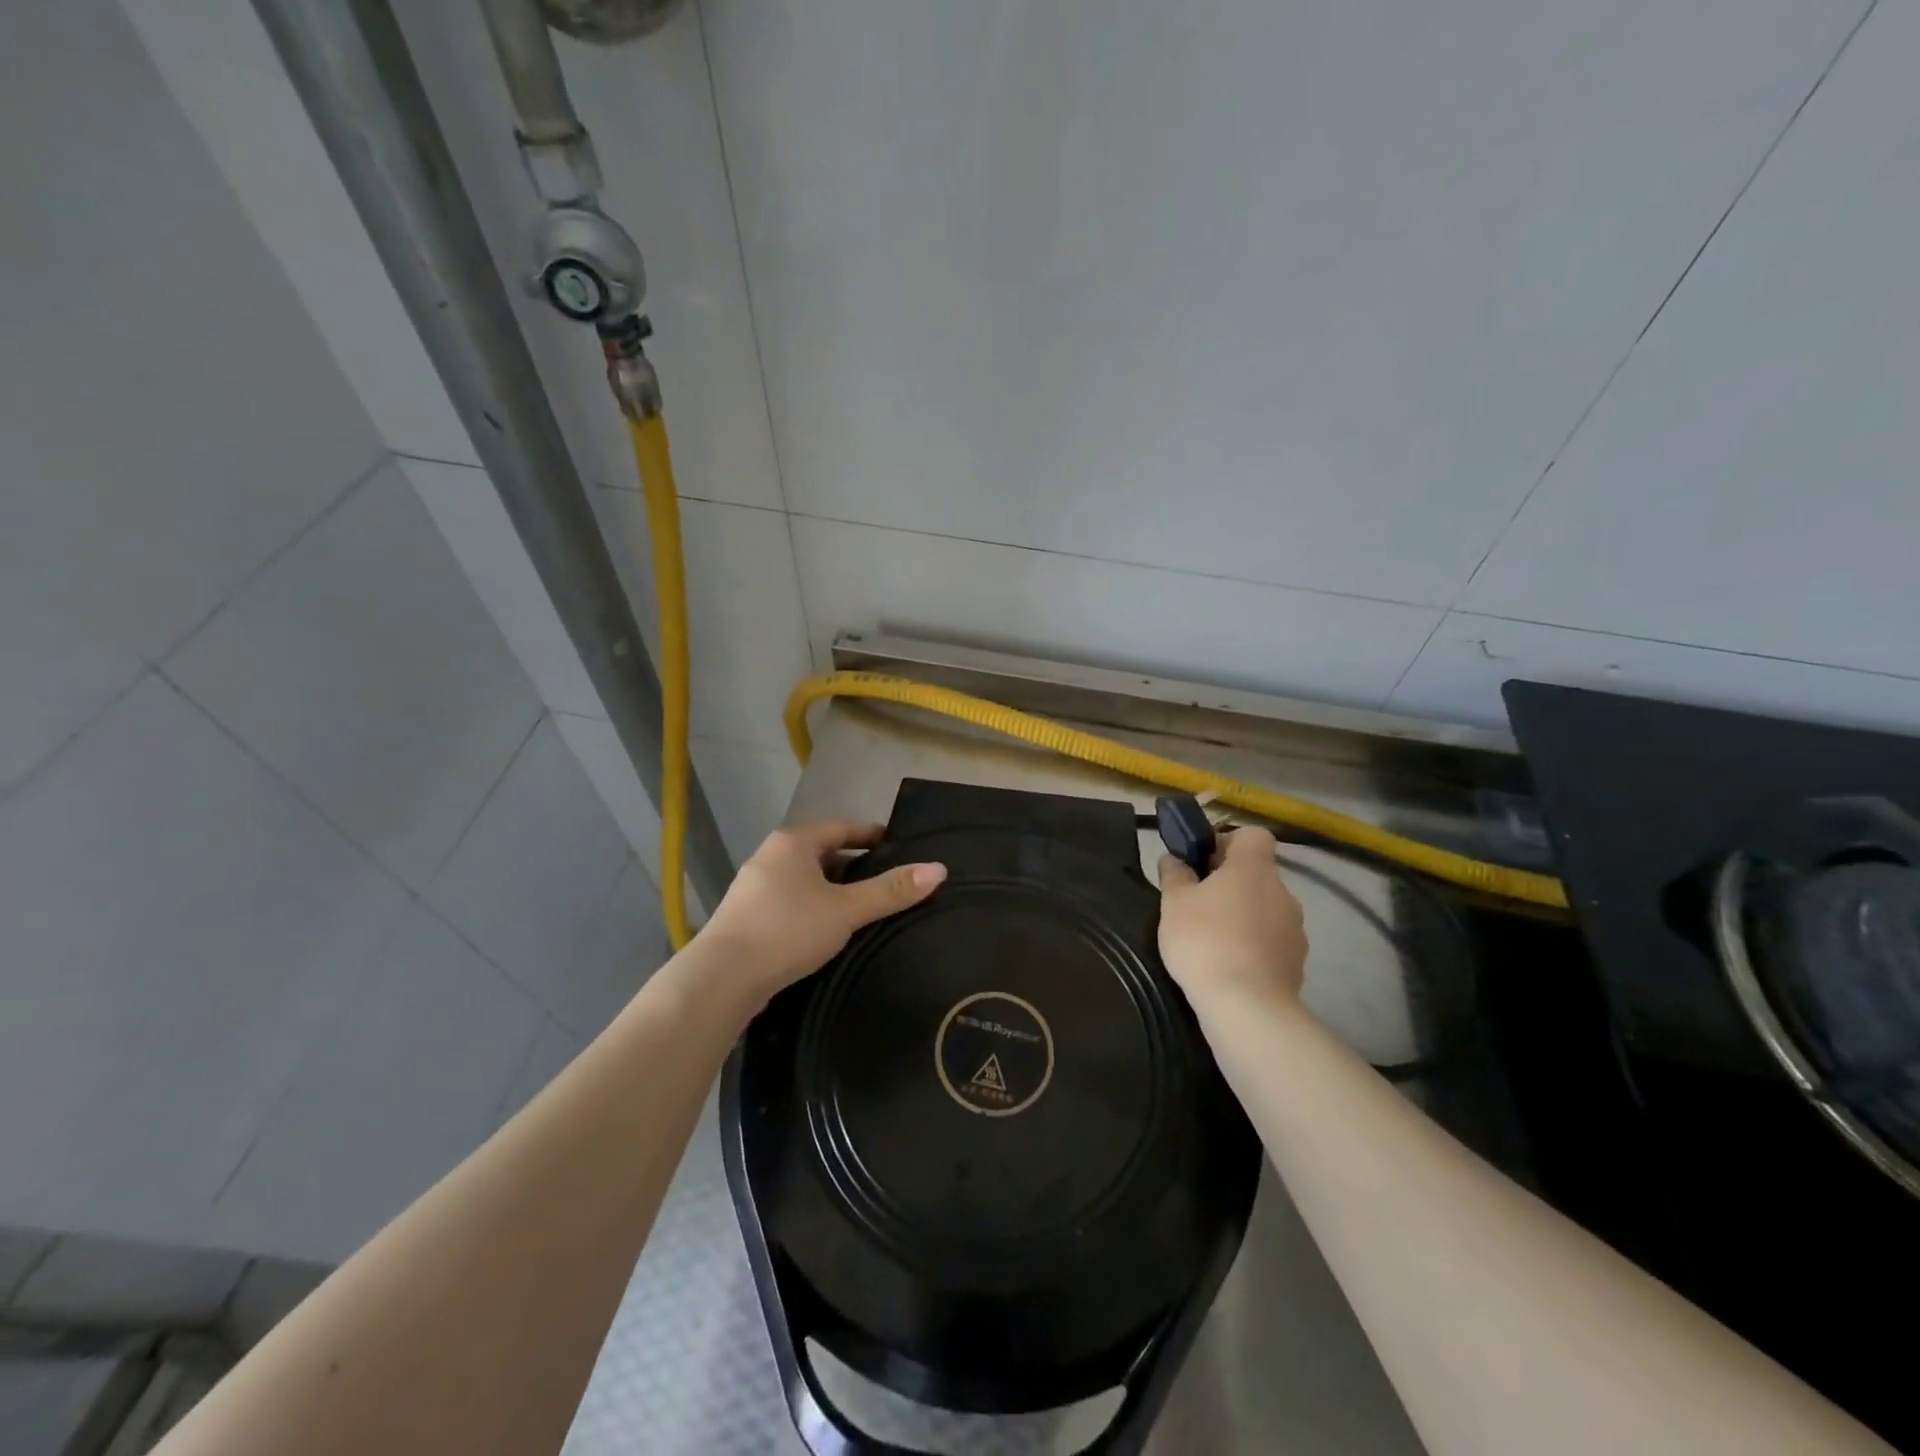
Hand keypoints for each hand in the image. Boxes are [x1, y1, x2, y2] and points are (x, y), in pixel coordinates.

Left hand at [700, 820, 946, 1000]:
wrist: (721, 978)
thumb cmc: (787, 931)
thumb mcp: (846, 910)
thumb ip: (891, 891)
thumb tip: (939, 869)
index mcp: (793, 842)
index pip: (841, 827)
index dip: (870, 835)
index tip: (896, 847)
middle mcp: (770, 856)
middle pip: (822, 853)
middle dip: (853, 866)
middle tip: (885, 882)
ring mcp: (753, 887)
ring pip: (804, 880)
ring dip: (831, 890)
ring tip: (861, 909)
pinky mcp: (746, 917)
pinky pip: (789, 902)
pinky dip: (812, 909)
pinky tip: (826, 932)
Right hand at [1158, 825, 1307, 1009]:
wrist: (1246, 1006)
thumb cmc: (1205, 940)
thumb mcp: (1174, 903)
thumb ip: (1174, 875)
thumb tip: (1173, 858)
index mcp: (1254, 868)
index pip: (1254, 836)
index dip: (1229, 841)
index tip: (1204, 861)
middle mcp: (1282, 892)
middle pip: (1258, 874)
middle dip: (1231, 884)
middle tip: (1198, 903)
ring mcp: (1295, 929)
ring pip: (1265, 908)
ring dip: (1243, 915)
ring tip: (1211, 939)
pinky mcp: (1297, 962)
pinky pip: (1272, 941)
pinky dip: (1253, 945)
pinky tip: (1229, 964)